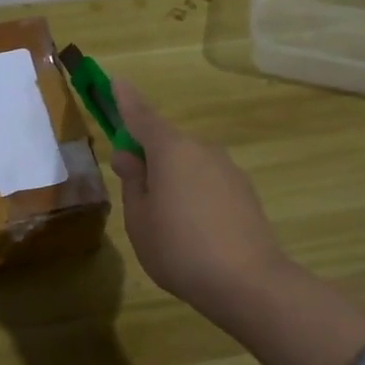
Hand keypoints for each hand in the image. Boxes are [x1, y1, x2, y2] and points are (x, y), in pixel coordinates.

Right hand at [108, 79, 294, 326]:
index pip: (141, 116)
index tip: (116, 81)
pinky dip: (194, 195)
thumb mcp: (139, 218)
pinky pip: (208, 183)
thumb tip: (130, 156)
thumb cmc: (179, 248)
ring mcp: (228, 170)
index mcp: (171, 150)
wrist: (249, 283)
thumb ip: (133, 182)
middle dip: (148, 158)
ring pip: (188, 165)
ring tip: (166, 224)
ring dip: (173, 180)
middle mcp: (202, 150)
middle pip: (166, 144)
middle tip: (134, 192)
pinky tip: (194, 232)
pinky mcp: (245, 192)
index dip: (126, 101)